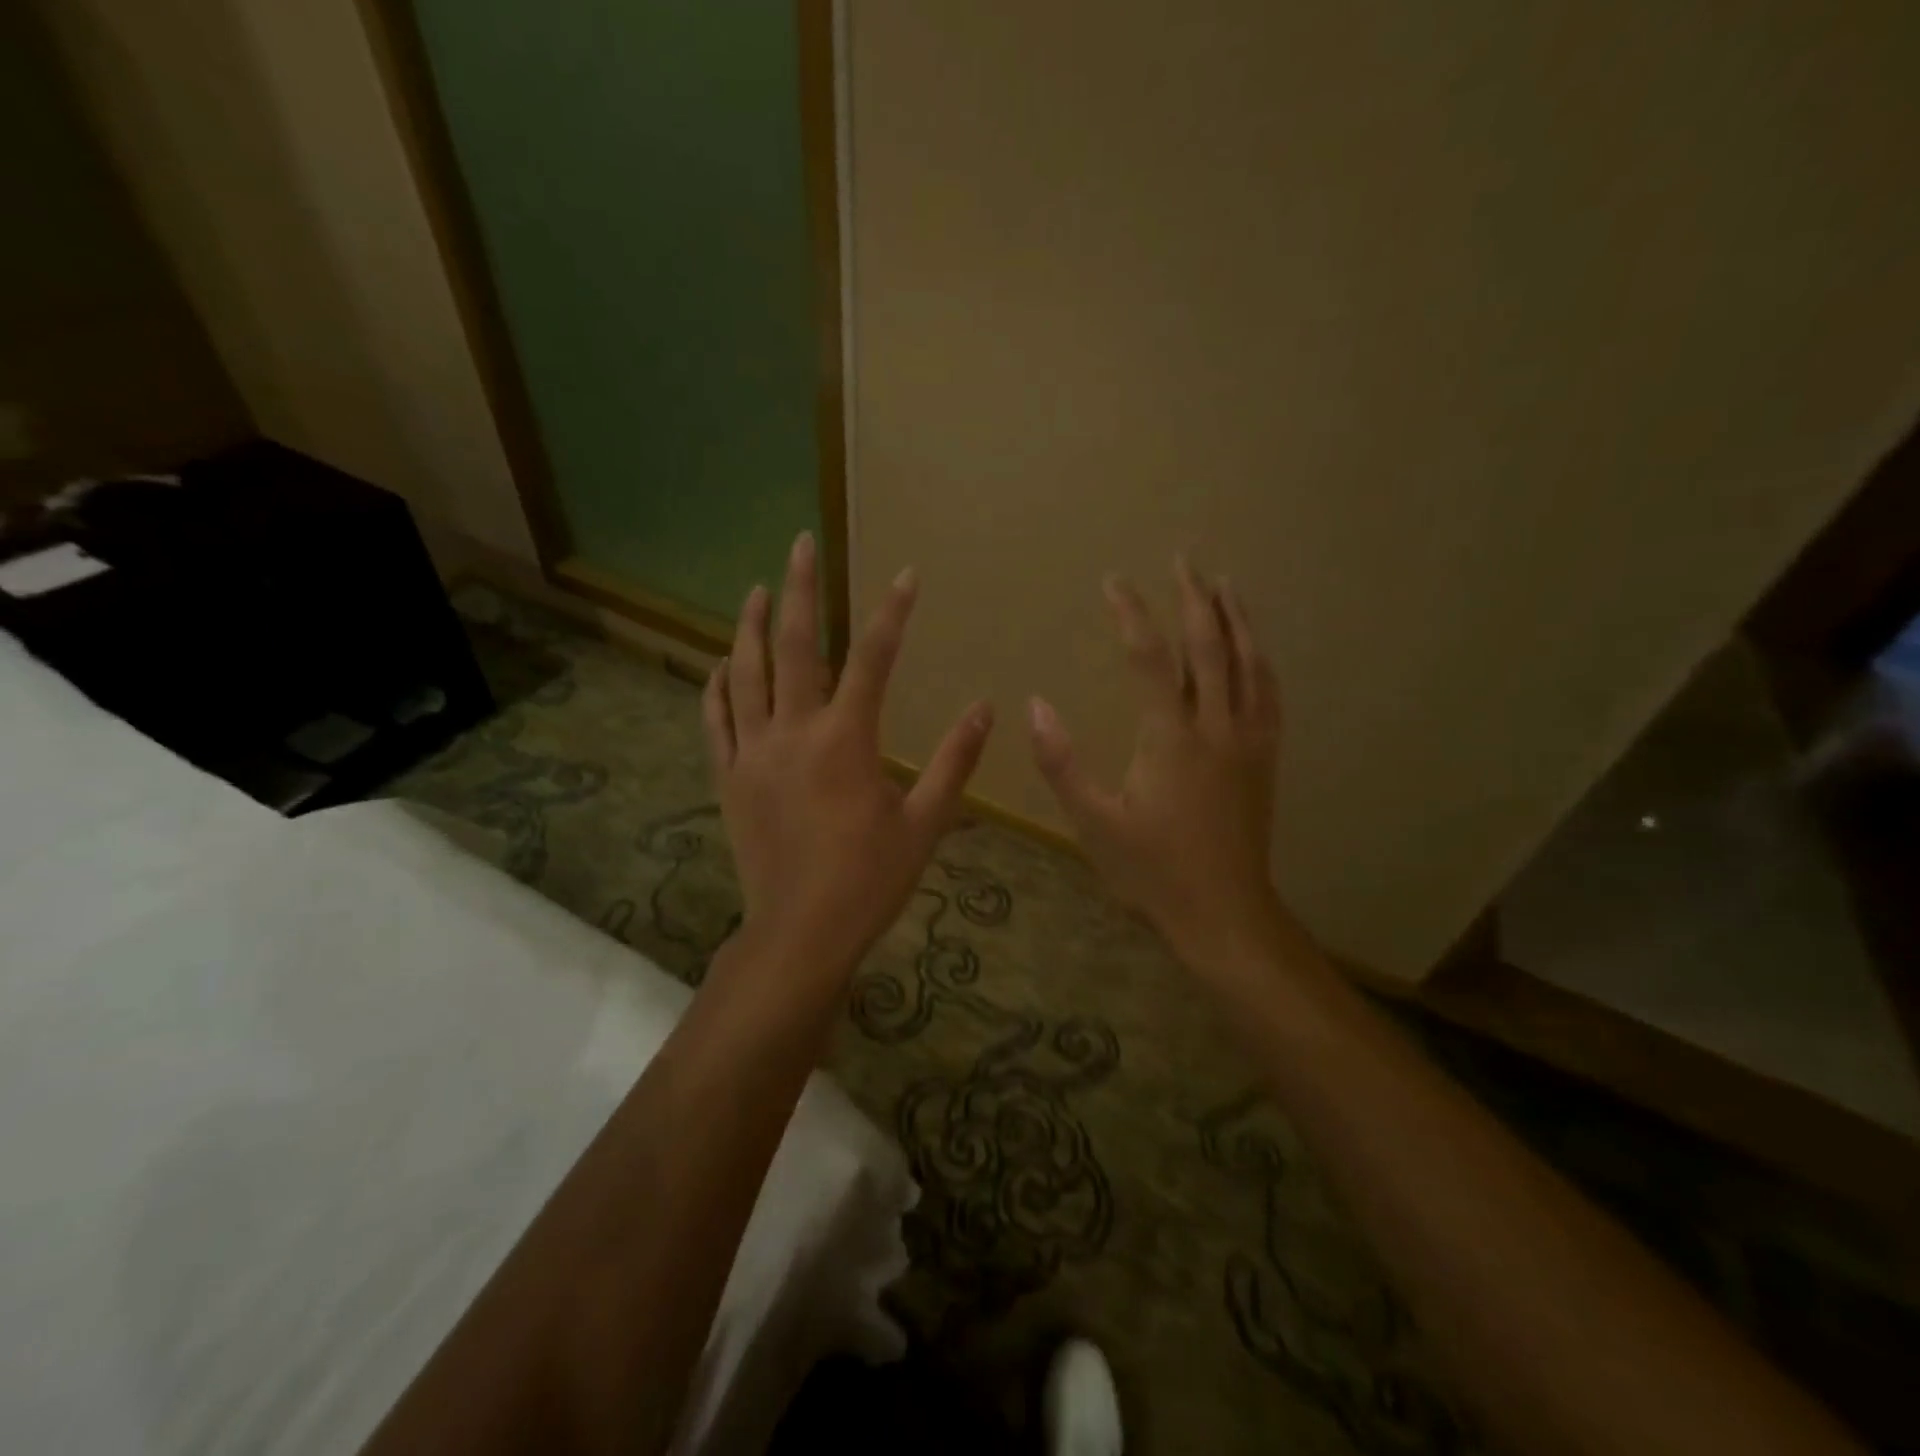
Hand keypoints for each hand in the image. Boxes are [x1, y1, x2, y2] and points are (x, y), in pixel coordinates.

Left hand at [703, 531, 993, 984]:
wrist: (800, 933)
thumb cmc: (869, 880)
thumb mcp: (926, 823)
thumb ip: (955, 762)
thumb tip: (986, 709)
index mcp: (846, 741)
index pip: (872, 659)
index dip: (891, 613)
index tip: (905, 575)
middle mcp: (793, 733)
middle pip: (794, 646)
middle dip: (800, 589)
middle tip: (801, 544)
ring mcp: (753, 753)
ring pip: (746, 674)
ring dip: (751, 626)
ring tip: (758, 589)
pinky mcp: (729, 778)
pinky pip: (716, 721)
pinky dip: (718, 687)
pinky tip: (720, 664)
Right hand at [1029, 558, 1282, 975]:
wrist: (1225, 913)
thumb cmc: (1153, 871)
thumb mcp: (1094, 821)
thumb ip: (1062, 761)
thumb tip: (1034, 705)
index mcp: (1171, 738)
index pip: (1150, 658)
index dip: (1132, 613)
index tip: (1114, 582)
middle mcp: (1217, 727)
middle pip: (1210, 645)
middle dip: (1195, 597)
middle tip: (1183, 558)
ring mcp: (1249, 740)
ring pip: (1248, 662)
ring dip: (1236, 618)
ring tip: (1224, 584)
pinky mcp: (1266, 758)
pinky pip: (1269, 694)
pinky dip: (1260, 660)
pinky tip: (1256, 649)